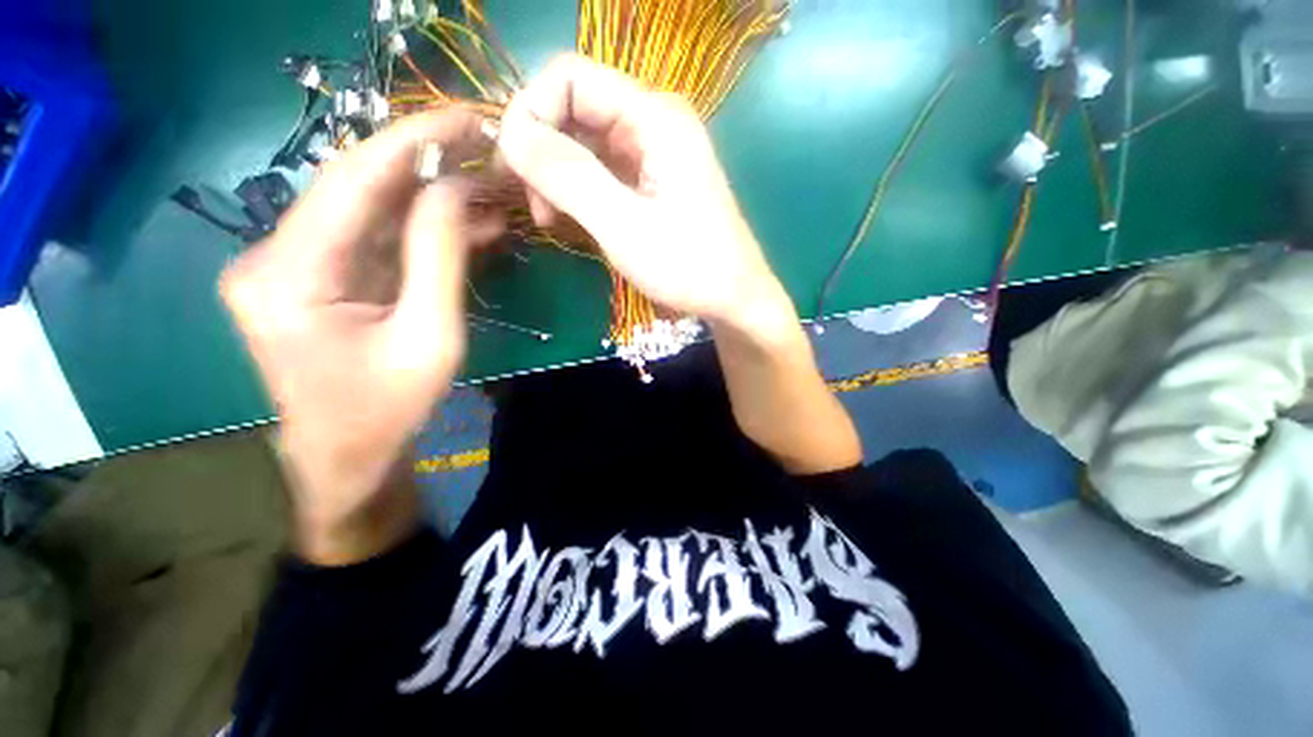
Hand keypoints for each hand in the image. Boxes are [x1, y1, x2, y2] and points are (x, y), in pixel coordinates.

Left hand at [220, 110, 498, 564]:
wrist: (347, 456)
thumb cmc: (388, 409)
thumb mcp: (430, 336)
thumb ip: (441, 257)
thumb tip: (460, 189)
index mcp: (288, 272)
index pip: (354, 179)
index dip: (413, 140)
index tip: (467, 116)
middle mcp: (273, 254)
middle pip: (358, 188)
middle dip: (429, 166)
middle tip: (488, 152)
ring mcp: (290, 263)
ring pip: (368, 211)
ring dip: (431, 199)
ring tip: (490, 190)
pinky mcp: (312, 276)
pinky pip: (371, 238)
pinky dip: (419, 228)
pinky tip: (466, 223)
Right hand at [497, 54, 795, 336]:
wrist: (733, 298)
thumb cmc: (688, 267)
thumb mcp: (625, 226)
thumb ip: (569, 176)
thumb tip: (510, 135)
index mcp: (654, 116)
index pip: (569, 77)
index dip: (531, 112)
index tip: (515, 169)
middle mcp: (654, 121)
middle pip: (575, 108)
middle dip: (543, 150)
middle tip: (536, 206)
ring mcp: (654, 151)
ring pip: (584, 141)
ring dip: (558, 175)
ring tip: (552, 220)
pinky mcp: (652, 179)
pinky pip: (602, 168)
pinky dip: (579, 190)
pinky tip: (574, 220)